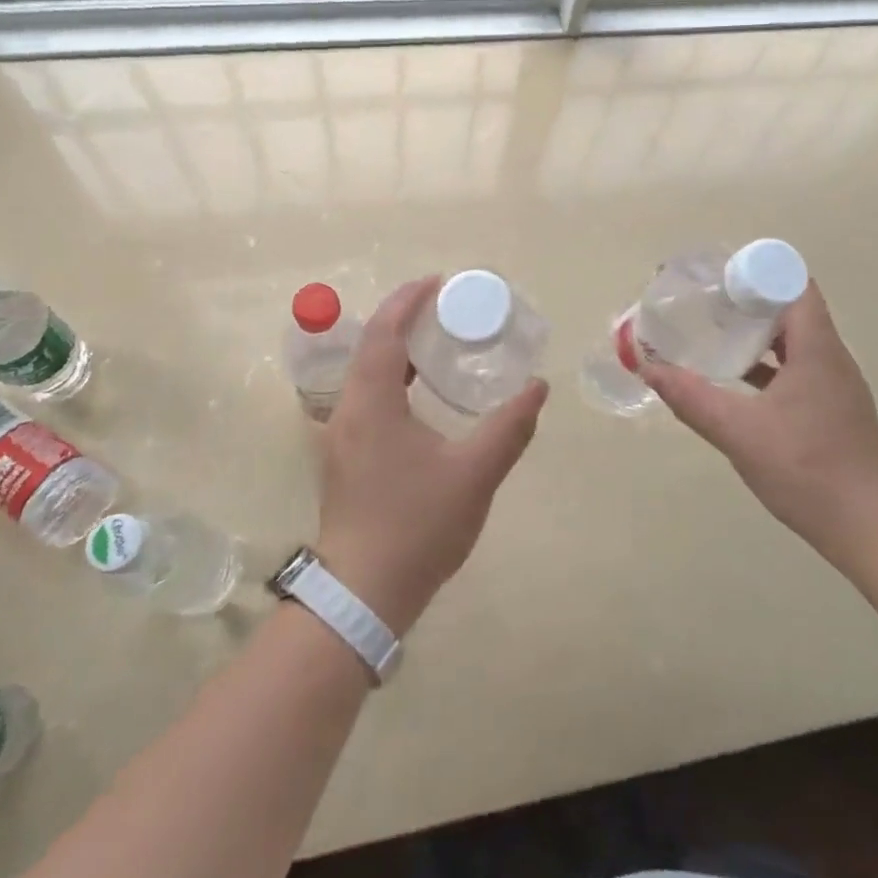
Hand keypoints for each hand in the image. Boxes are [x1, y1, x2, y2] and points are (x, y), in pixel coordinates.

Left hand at [314, 276, 548, 633]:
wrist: (364, 595)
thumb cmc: (418, 526)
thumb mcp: (475, 473)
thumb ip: (509, 427)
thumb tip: (537, 387)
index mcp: (370, 403)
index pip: (384, 332)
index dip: (408, 300)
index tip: (439, 282)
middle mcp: (346, 411)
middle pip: (372, 347)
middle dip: (406, 321)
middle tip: (447, 311)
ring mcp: (340, 436)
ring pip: (367, 375)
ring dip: (398, 351)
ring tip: (439, 346)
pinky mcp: (345, 459)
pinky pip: (367, 399)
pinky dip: (393, 381)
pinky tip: (422, 397)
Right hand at [638, 282, 877, 551]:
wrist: (871, 528)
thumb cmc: (808, 469)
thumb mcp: (739, 432)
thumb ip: (692, 398)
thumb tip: (648, 368)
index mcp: (817, 349)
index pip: (793, 285)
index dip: (757, 274)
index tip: (718, 279)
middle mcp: (830, 357)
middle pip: (791, 309)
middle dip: (748, 301)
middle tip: (705, 304)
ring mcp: (834, 385)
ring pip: (793, 341)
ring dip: (757, 335)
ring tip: (714, 335)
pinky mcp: (831, 409)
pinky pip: (796, 369)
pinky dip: (767, 365)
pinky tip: (736, 382)